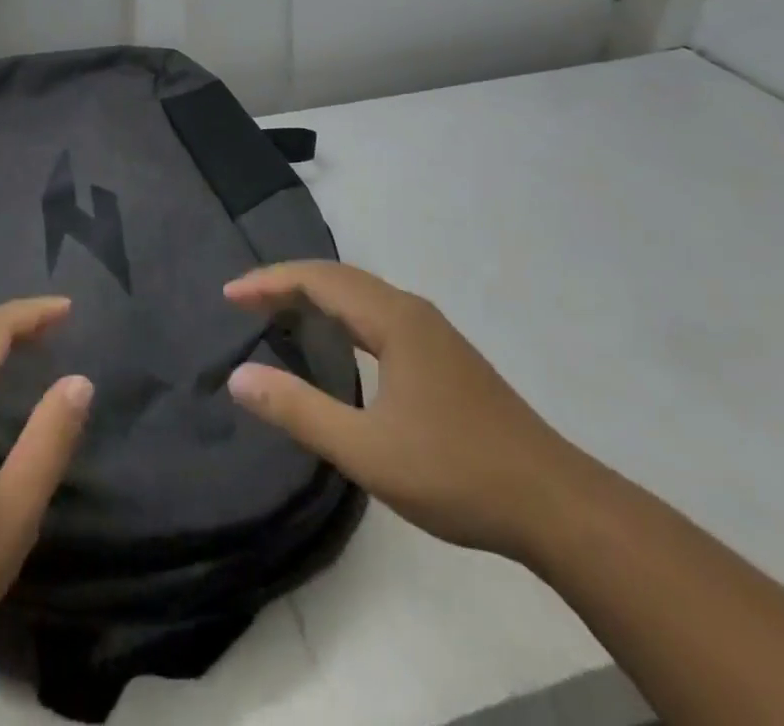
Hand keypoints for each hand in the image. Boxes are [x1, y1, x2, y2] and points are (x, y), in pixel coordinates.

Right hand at [225, 261, 586, 559]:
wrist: (555, 504)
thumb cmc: (456, 472)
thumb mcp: (367, 451)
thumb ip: (300, 411)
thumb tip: (238, 377)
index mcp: (394, 319)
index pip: (319, 280)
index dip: (270, 282)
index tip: (229, 294)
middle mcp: (412, 311)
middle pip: (338, 278)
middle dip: (287, 282)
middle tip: (244, 300)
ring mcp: (433, 331)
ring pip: (361, 294)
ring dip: (315, 294)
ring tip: (277, 310)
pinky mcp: (444, 354)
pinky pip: (377, 312)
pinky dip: (341, 312)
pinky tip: (336, 338)